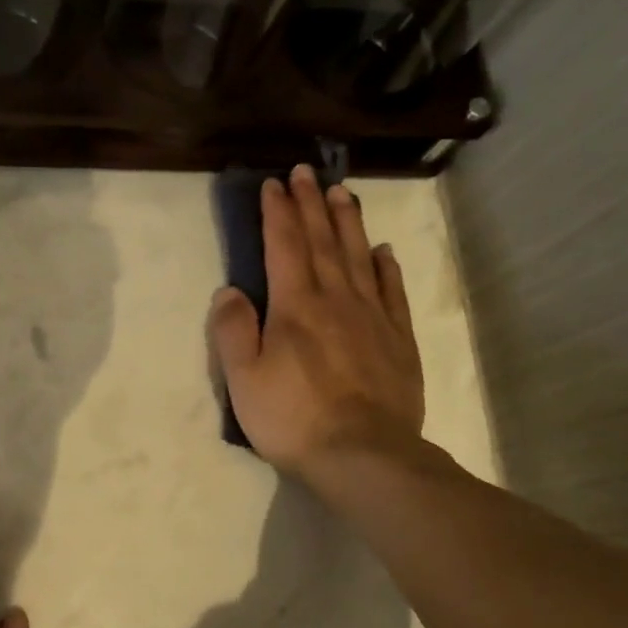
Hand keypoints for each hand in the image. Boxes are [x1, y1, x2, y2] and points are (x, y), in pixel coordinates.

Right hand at [209, 165, 424, 480]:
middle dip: (312, 205)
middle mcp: (336, 300)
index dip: (278, 213)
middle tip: (307, 172)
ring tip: (342, 193)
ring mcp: (372, 318)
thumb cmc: (293, 418)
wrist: (364, 455)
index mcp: (295, 307)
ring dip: (348, 223)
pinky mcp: (398, 340)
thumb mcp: (243, 380)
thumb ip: (233, 331)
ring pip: (359, 257)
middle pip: (323, 242)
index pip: (284, 247)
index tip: (274, 184)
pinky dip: (385, 266)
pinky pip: (392, 291)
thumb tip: (229, 291)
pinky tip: (382, 251)